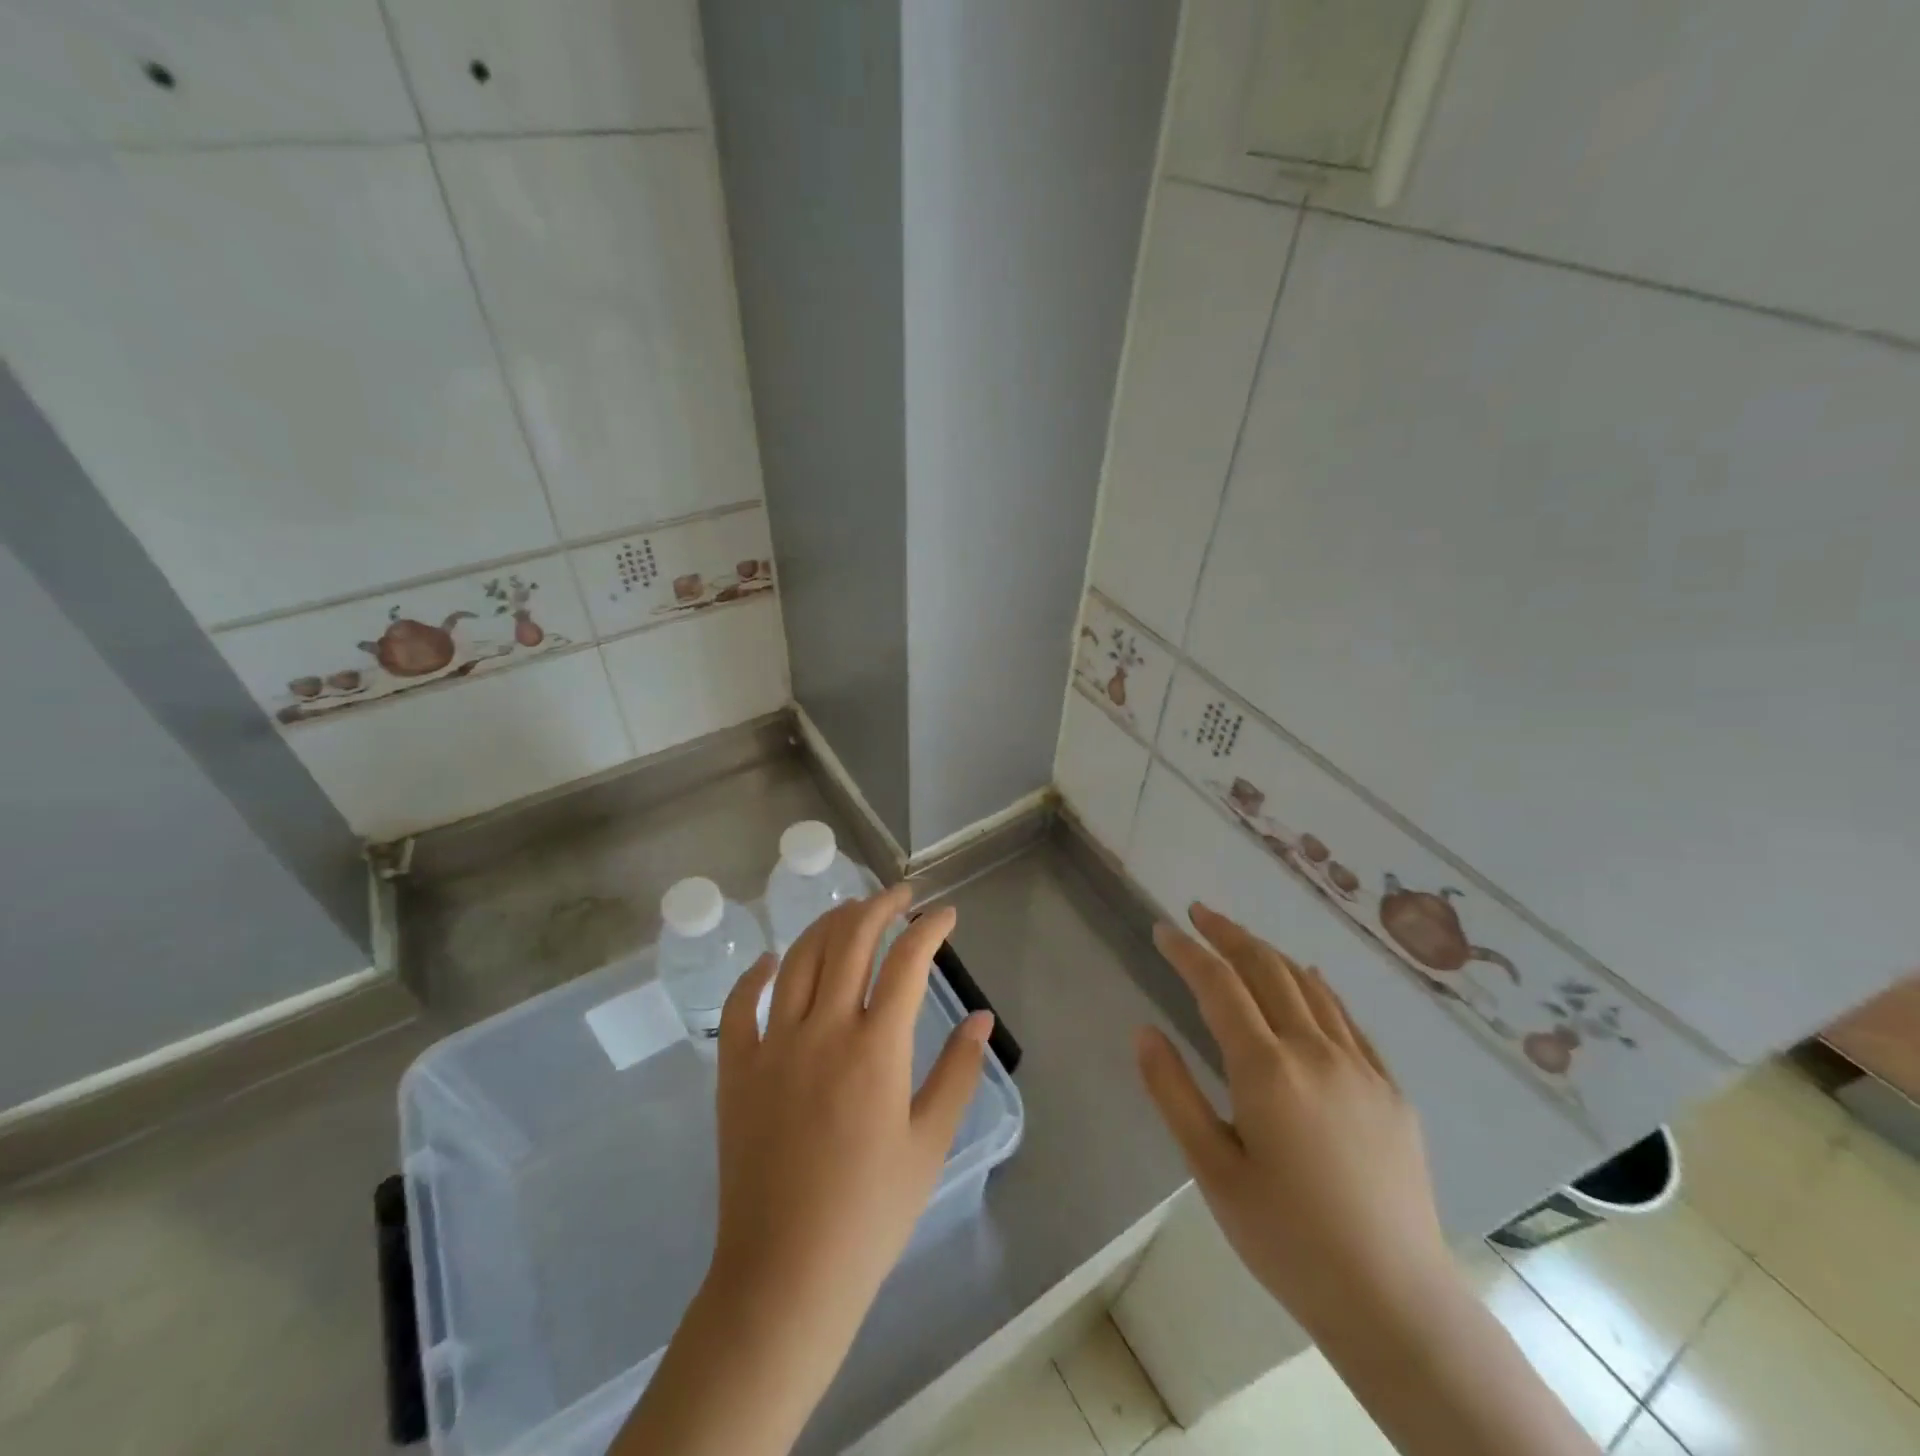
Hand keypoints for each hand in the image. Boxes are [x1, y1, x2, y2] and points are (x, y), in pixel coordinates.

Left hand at [709, 885, 992, 1328]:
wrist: (786, 1275)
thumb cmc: (871, 1213)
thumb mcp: (930, 1143)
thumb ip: (958, 1071)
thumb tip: (982, 1017)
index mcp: (877, 1047)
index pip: (908, 960)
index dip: (930, 928)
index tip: (945, 914)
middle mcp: (824, 1029)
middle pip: (850, 940)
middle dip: (879, 906)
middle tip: (899, 894)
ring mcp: (773, 1045)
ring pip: (800, 958)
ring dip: (828, 924)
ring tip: (850, 912)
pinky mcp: (736, 1070)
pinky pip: (741, 1005)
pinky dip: (756, 974)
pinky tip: (770, 961)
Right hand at [1135, 902, 1449, 1337]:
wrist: (1395, 1300)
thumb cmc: (1287, 1238)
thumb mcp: (1212, 1170)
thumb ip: (1173, 1093)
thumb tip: (1145, 1031)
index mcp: (1267, 1069)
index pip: (1219, 985)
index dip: (1187, 951)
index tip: (1164, 929)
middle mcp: (1315, 1051)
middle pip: (1267, 969)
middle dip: (1229, 935)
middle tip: (1199, 914)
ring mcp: (1360, 1066)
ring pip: (1309, 985)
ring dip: (1270, 953)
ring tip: (1240, 940)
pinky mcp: (1390, 1089)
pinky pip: (1348, 1018)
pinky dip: (1319, 987)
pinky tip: (1310, 980)